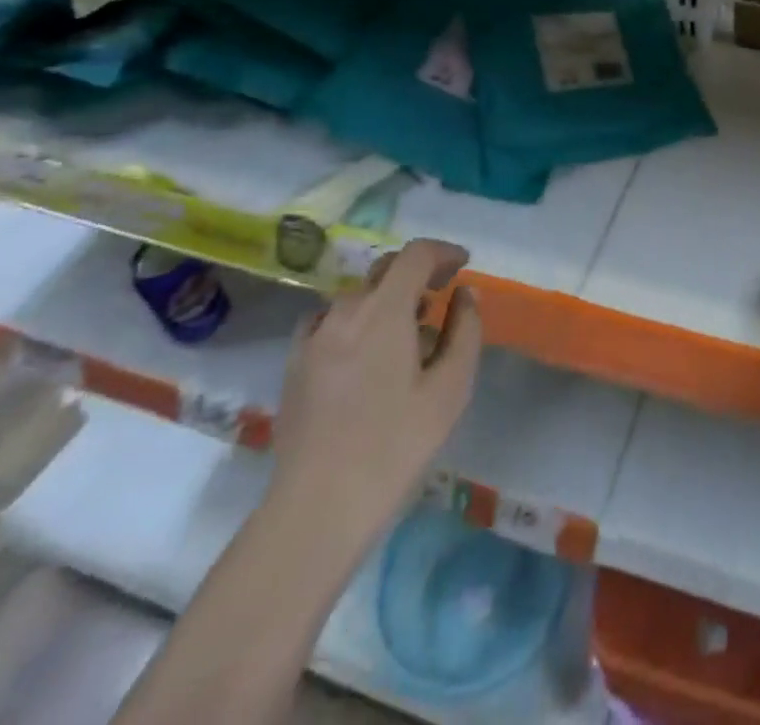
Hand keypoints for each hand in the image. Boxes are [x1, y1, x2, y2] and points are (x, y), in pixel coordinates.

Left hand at [267, 238, 481, 557]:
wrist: (317, 508)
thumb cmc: (395, 446)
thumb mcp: (450, 389)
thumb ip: (464, 331)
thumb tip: (465, 295)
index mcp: (383, 311)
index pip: (416, 255)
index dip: (443, 252)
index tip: (463, 265)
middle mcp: (344, 311)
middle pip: (385, 269)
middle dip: (418, 272)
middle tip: (441, 295)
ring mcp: (313, 336)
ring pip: (358, 296)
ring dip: (388, 298)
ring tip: (408, 332)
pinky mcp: (294, 363)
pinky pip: (330, 321)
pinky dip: (356, 320)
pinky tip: (365, 353)